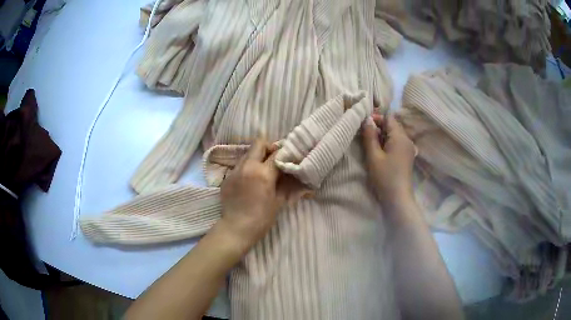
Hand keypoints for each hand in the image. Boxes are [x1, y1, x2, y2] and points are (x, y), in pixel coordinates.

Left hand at [217, 138, 307, 254]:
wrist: (236, 228)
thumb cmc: (262, 218)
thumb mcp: (279, 201)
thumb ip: (288, 185)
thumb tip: (297, 177)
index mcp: (263, 172)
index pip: (277, 153)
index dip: (285, 153)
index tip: (289, 157)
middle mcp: (247, 166)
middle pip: (259, 144)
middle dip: (268, 148)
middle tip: (274, 160)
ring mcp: (235, 170)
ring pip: (247, 154)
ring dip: (257, 157)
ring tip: (262, 171)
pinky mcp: (227, 177)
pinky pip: (239, 166)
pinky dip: (247, 168)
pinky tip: (249, 181)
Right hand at [361, 114, 416, 209]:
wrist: (397, 197)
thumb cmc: (384, 176)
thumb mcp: (373, 155)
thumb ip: (370, 136)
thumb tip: (367, 119)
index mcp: (400, 137)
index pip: (389, 118)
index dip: (377, 117)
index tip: (364, 123)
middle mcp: (407, 140)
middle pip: (393, 125)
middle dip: (379, 126)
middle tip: (364, 133)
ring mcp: (409, 148)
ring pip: (395, 134)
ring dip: (383, 135)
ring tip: (370, 142)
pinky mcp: (407, 156)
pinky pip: (397, 143)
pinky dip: (388, 142)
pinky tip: (380, 151)